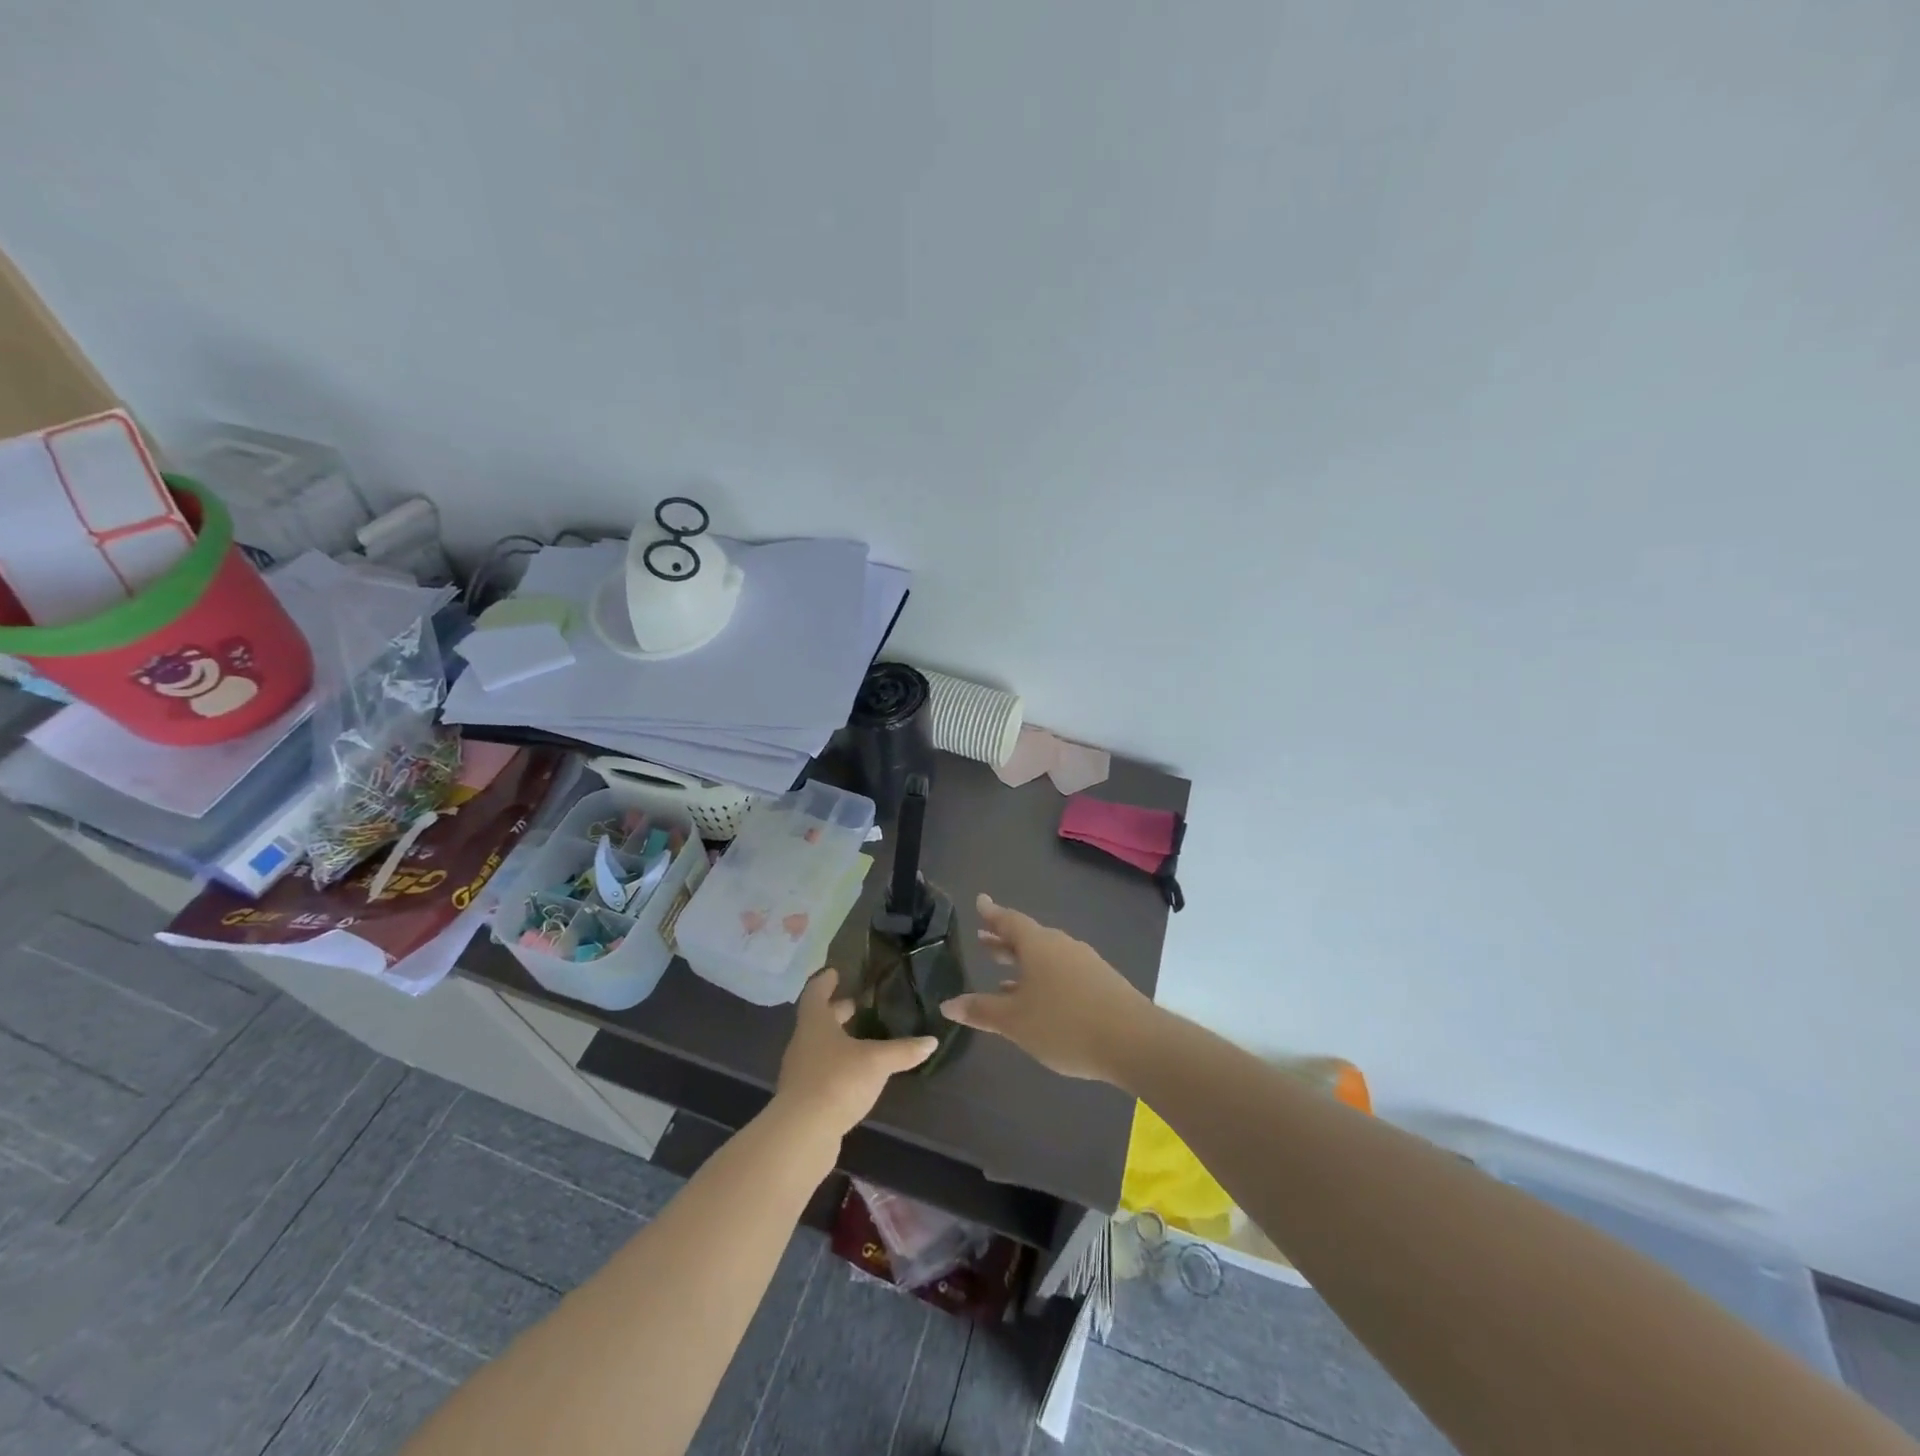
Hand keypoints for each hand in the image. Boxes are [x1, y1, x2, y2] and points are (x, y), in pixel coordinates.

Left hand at [774, 968, 936, 1136]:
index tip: (835, 972)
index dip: (826, 981)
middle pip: (818, 1020)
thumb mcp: (877, 1062)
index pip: (816, 992)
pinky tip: (855, 1074)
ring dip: (837, 1039)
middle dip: (836, 1011)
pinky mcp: (803, 1097)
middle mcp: (803, 1042)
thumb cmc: (837, 1081)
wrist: (802, 1134)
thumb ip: (903, 1050)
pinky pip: (820, 1071)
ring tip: (861, 1039)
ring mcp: (799, 1071)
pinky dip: (836, 1065)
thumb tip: (932, 1041)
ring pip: (819, 1046)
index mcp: (815, 1023)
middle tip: (857, 1004)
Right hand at [941, 894, 1155, 1084]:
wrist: (1134, 1041)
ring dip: (1024, 961)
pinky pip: (1063, 970)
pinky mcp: (1102, 982)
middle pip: (1028, 936)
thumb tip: (947, 1004)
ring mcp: (1085, 962)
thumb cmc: (1064, 1024)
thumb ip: (982, 1011)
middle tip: (983, 939)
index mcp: (1038, 945)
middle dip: (1004, 939)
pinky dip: (1044, 977)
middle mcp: (1061, 945)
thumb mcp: (1015, 1021)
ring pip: (1046, 955)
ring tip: (1004, 976)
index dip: (992, 914)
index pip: (1009, 921)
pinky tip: (1040, 999)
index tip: (980, 901)